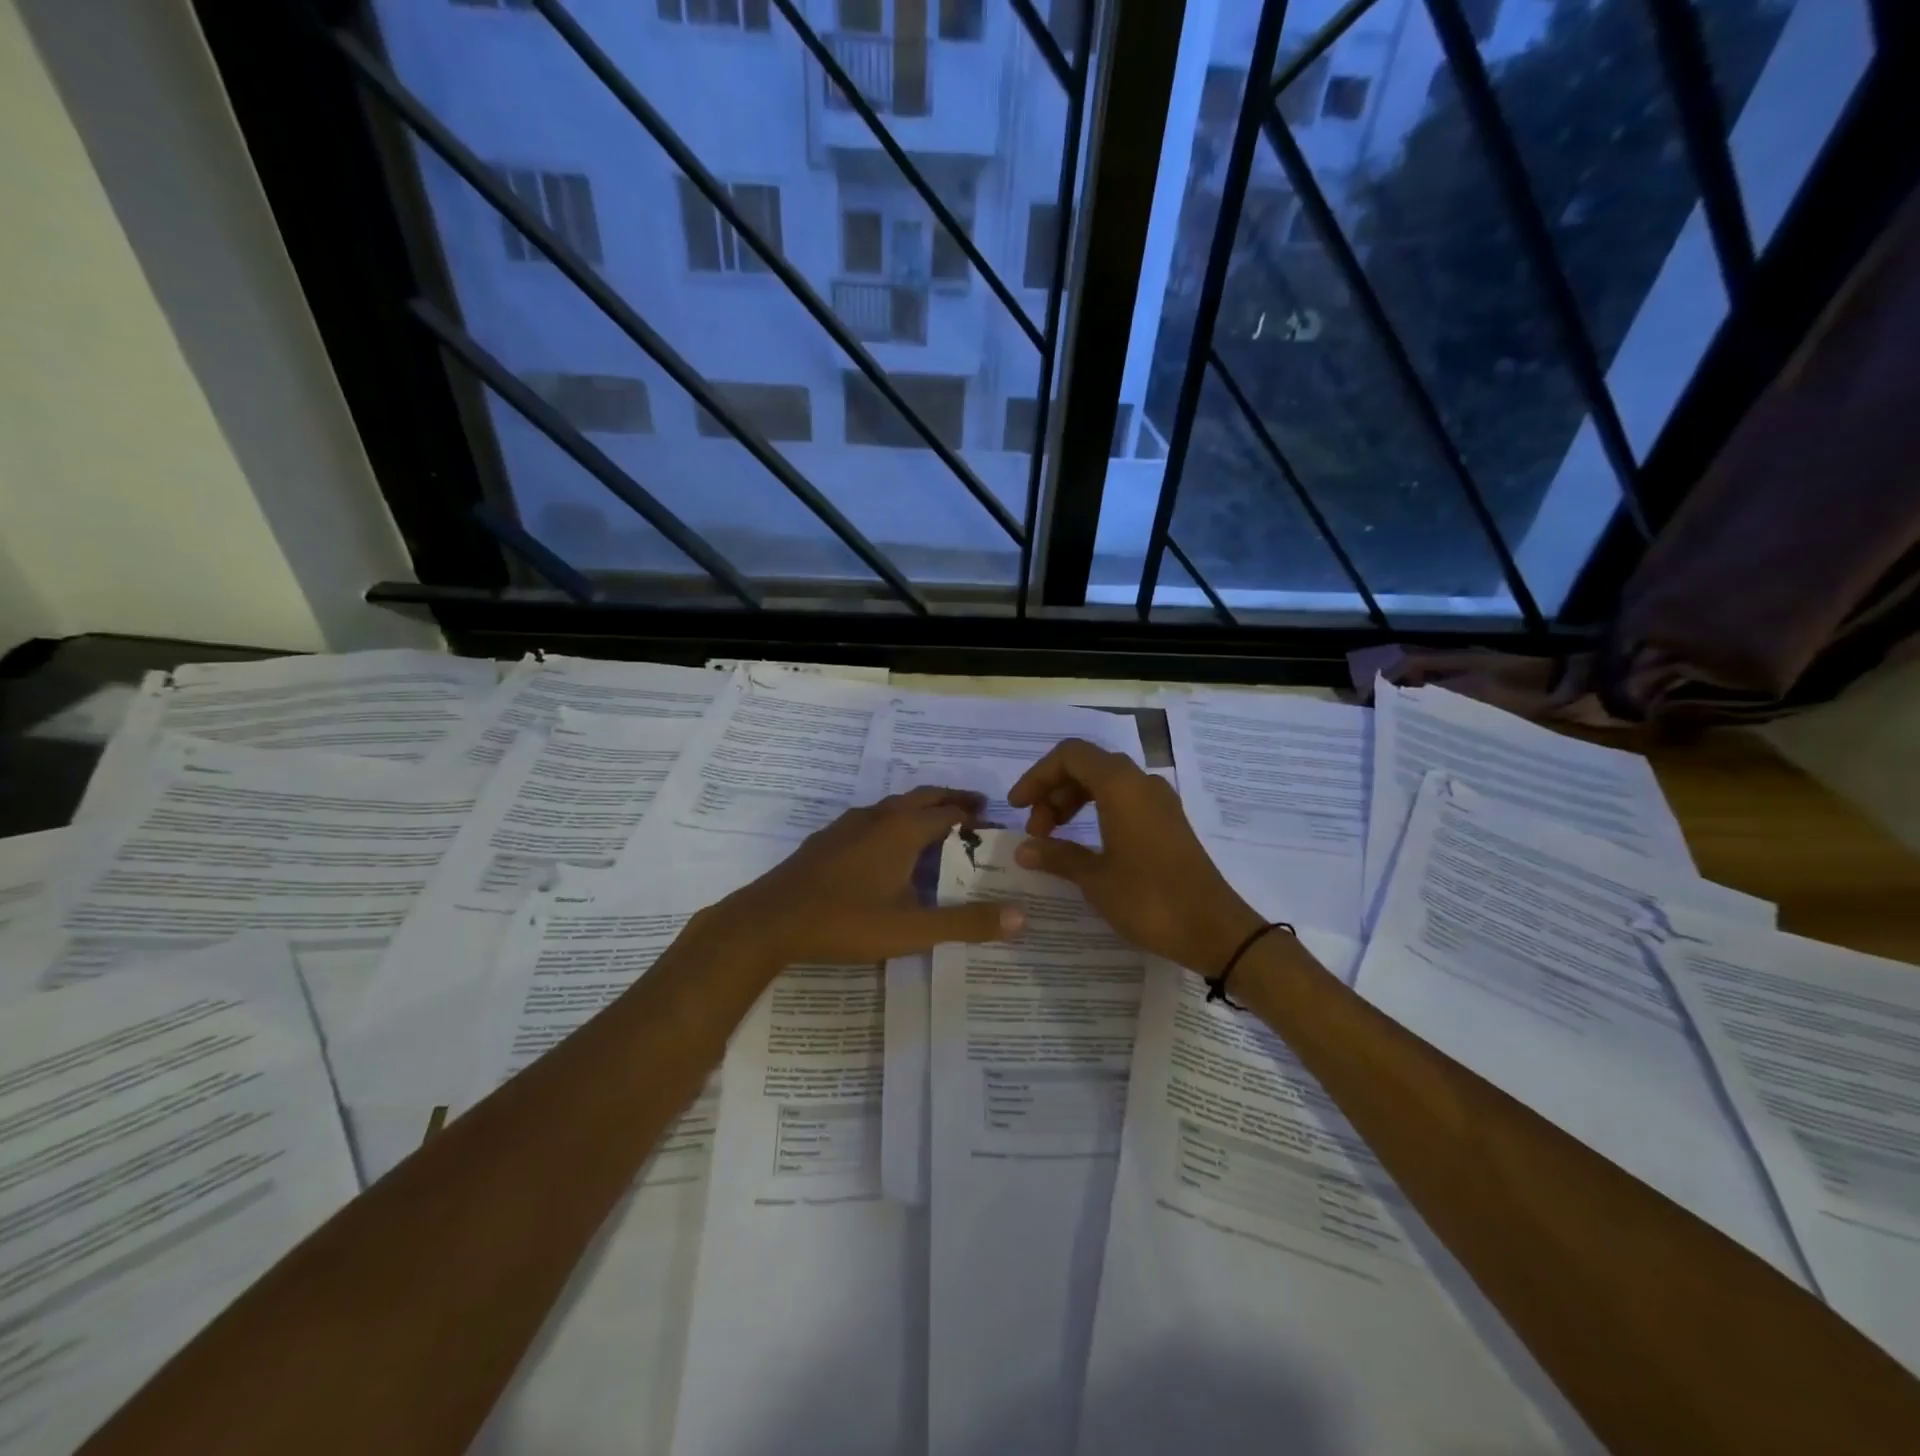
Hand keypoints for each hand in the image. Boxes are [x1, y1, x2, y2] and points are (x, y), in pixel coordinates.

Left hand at [720, 787, 1025, 965]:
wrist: (771, 920)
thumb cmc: (847, 921)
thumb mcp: (913, 928)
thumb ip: (967, 923)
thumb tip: (1022, 917)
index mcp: (903, 830)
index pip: (949, 811)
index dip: (973, 816)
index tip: (992, 825)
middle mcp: (878, 817)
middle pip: (922, 797)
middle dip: (950, 800)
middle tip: (974, 810)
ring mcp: (848, 824)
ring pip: (893, 805)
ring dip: (920, 808)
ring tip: (935, 823)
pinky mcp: (827, 838)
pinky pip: (871, 818)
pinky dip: (892, 820)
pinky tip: (885, 846)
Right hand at [1008, 739, 1262, 973]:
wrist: (1214, 929)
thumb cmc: (1149, 899)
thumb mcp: (1095, 879)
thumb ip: (1057, 856)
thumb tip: (1024, 849)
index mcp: (1121, 785)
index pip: (1070, 755)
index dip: (1037, 776)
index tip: (1017, 808)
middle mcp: (1141, 783)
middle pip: (1087, 765)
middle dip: (1053, 791)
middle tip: (1036, 831)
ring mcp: (1159, 801)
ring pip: (1106, 782)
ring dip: (1073, 801)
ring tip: (1054, 838)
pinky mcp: (1168, 821)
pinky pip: (1124, 799)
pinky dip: (1097, 811)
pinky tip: (1086, 844)